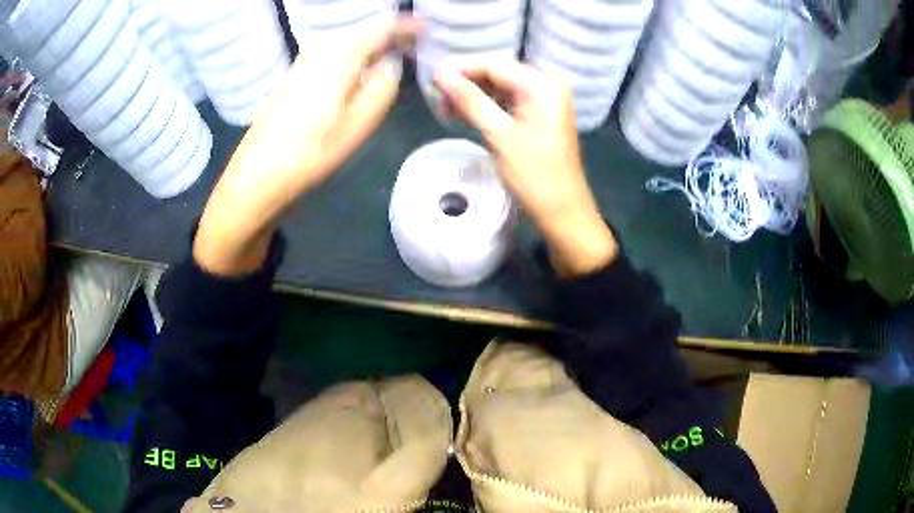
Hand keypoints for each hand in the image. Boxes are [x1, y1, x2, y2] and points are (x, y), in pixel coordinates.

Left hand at [194, 18, 419, 275]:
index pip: (384, 26)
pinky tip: (364, 67)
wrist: (260, 171)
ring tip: (397, 53)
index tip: (429, 29)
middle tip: (418, 44)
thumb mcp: (361, 120)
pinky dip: (356, 54)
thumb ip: (384, 83)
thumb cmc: (313, 149)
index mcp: (342, 51)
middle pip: (366, 29)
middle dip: (393, 34)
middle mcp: (323, 45)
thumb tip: (390, 63)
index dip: (409, 25)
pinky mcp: (297, 72)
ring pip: (351, 40)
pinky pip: (336, 52)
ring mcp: (306, 58)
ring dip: (374, 44)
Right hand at [433, 60, 617, 276]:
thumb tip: (440, 74)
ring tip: (445, 109)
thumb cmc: (534, 175)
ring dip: (474, 96)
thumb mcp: (499, 134)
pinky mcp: (540, 114)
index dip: (461, 69)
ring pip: (501, 88)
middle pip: (498, 73)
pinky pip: (509, 101)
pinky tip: (465, 114)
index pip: (495, 64)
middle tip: (437, 98)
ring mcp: (545, 100)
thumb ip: (470, 100)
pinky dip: (488, 107)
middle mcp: (547, 85)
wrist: (562, 210)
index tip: (431, 80)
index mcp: (543, 85)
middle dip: (467, 84)